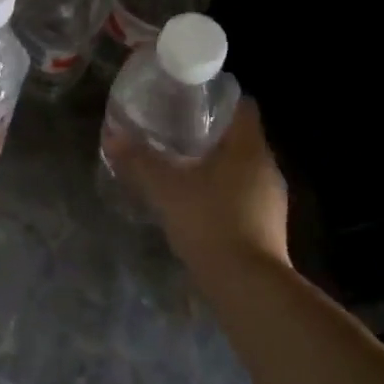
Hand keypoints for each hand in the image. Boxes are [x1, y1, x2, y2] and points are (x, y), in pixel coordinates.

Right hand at [106, 98, 291, 268]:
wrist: (248, 286)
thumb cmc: (210, 222)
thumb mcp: (165, 188)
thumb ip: (139, 160)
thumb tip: (112, 135)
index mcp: (248, 147)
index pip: (242, 105)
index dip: (217, 98)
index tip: (189, 101)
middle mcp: (267, 167)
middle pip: (240, 137)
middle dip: (210, 133)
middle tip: (175, 132)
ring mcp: (272, 199)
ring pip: (242, 168)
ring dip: (217, 165)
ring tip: (182, 168)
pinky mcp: (269, 226)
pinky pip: (244, 196)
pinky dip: (223, 193)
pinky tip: (198, 205)